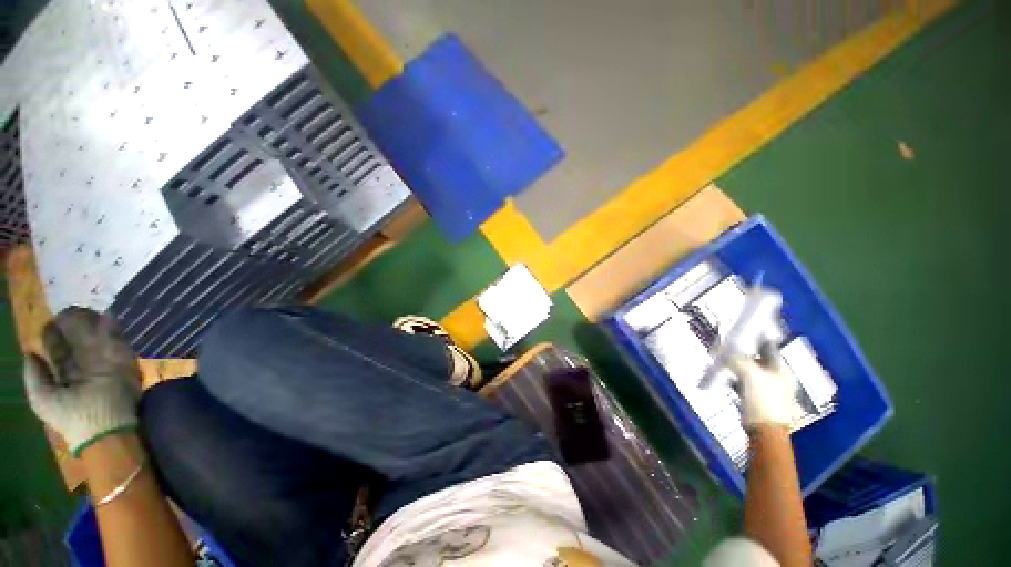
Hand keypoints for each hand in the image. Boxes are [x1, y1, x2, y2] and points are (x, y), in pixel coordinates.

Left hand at [23, 307, 141, 455]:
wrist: (107, 427)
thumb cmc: (71, 416)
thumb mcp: (43, 400)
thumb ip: (34, 377)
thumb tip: (30, 352)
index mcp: (65, 374)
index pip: (58, 349)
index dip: (53, 335)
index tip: (51, 321)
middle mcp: (85, 365)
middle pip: (78, 340)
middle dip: (74, 325)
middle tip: (70, 308)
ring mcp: (106, 363)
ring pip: (99, 337)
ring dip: (93, 323)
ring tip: (87, 309)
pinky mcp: (125, 361)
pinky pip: (119, 340)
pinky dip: (113, 328)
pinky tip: (106, 316)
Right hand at [727, 344, 793, 429]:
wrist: (764, 429)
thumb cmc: (763, 399)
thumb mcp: (749, 374)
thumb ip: (737, 359)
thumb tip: (724, 349)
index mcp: (780, 369)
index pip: (770, 347)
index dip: (757, 338)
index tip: (741, 331)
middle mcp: (776, 376)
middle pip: (758, 358)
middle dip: (743, 352)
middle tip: (727, 346)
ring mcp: (767, 387)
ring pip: (749, 370)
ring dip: (736, 365)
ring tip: (722, 360)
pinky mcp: (756, 397)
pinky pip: (743, 381)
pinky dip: (734, 377)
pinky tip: (725, 376)